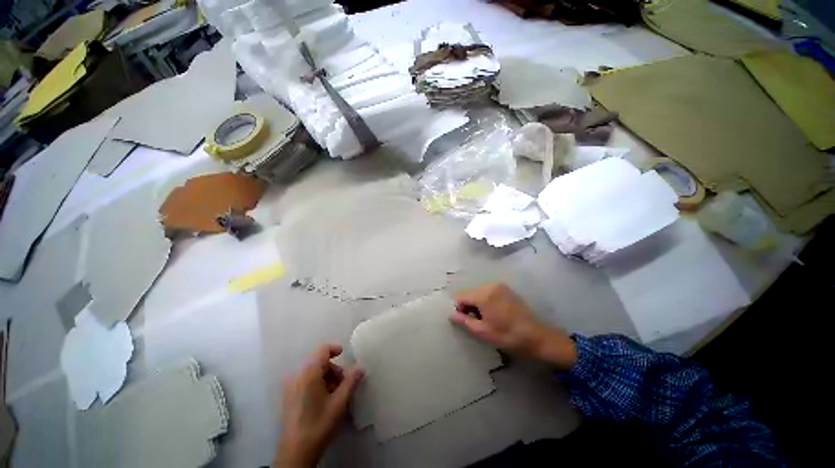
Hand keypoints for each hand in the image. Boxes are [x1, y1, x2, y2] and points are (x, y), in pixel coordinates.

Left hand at [274, 344, 363, 467]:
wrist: (295, 452)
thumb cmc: (319, 423)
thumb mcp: (339, 402)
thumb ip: (351, 381)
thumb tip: (360, 368)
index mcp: (309, 373)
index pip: (322, 350)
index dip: (334, 349)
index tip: (344, 354)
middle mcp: (297, 375)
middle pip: (319, 362)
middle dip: (333, 370)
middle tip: (343, 384)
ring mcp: (290, 387)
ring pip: (312, 373)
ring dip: (326, 378)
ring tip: (335, 395)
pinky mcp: (288, 397)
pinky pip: (305, 381)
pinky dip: (317, 384)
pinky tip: (324, 401)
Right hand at [451, 283, 576, 369]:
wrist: (538, 336)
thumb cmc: (508, 335)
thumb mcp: (483, 331)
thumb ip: (464, 321)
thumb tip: (451, 315)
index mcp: (483, 294)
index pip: (460, 296)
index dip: (459, 308)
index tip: (466, 321)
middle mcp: (490, 286)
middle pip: (469, 293)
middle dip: (469, 306)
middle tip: (478, 321)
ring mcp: (500, 286)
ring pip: (478, 292)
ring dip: (477, 304)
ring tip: (487, 319)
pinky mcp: (506, 289)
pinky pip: (488, 292)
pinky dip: (486, 301)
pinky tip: (495, 313)